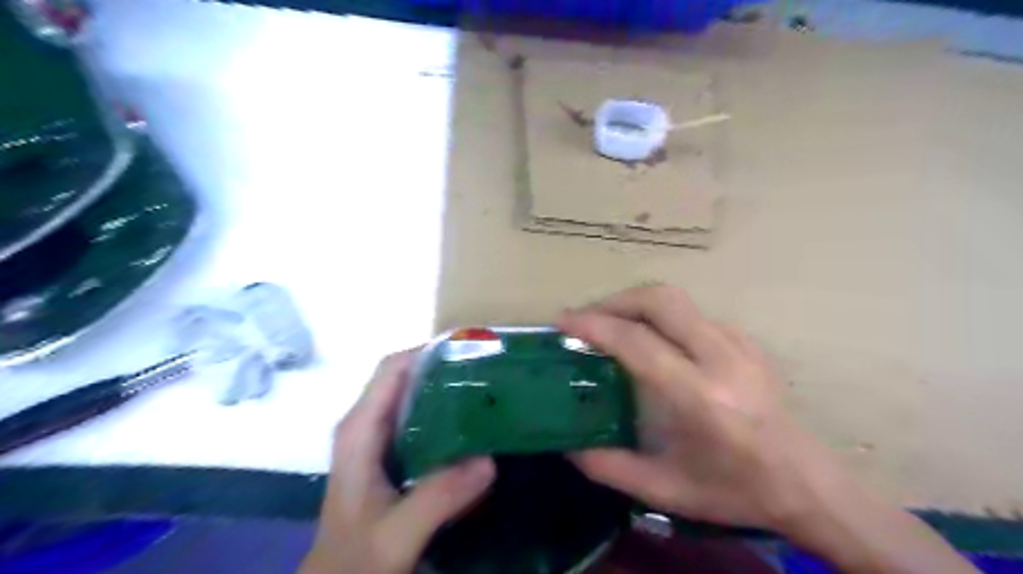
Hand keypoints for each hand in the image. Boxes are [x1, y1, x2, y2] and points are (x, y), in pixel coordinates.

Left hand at [301, 350, 496, 573]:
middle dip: (446, 368)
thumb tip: (488, 460)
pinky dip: (446, 414)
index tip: (472, 351)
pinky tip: (474, 427)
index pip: (394, 368)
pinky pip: (420, 419)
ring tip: (489, 391)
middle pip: (406, 376)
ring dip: (448, 390)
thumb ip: (437, 497)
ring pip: (414, 396)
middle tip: (490, 372)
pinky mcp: (390, 453)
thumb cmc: (355, 557)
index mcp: (360, 428)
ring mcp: (377, 438)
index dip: (429, 352)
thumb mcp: (396, 533)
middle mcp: (367, 423)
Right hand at [557, 284, 825, 531]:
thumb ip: (610, 468)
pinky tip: (652, 340)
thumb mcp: (666, 492)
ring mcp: (739, 344)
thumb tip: (567, 447)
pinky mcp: (746, 341)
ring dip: (635, 304)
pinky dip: (661, 317)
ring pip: (676, 300)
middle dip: (614, 301)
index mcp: (700, 398)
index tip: (563, 322)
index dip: (595, 325)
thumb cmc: (737, 491)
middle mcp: (721, 359)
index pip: (638, 342)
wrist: (808, 484)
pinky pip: (693, 314)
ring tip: (610, 324)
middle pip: (660, 300)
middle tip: (586, 319)